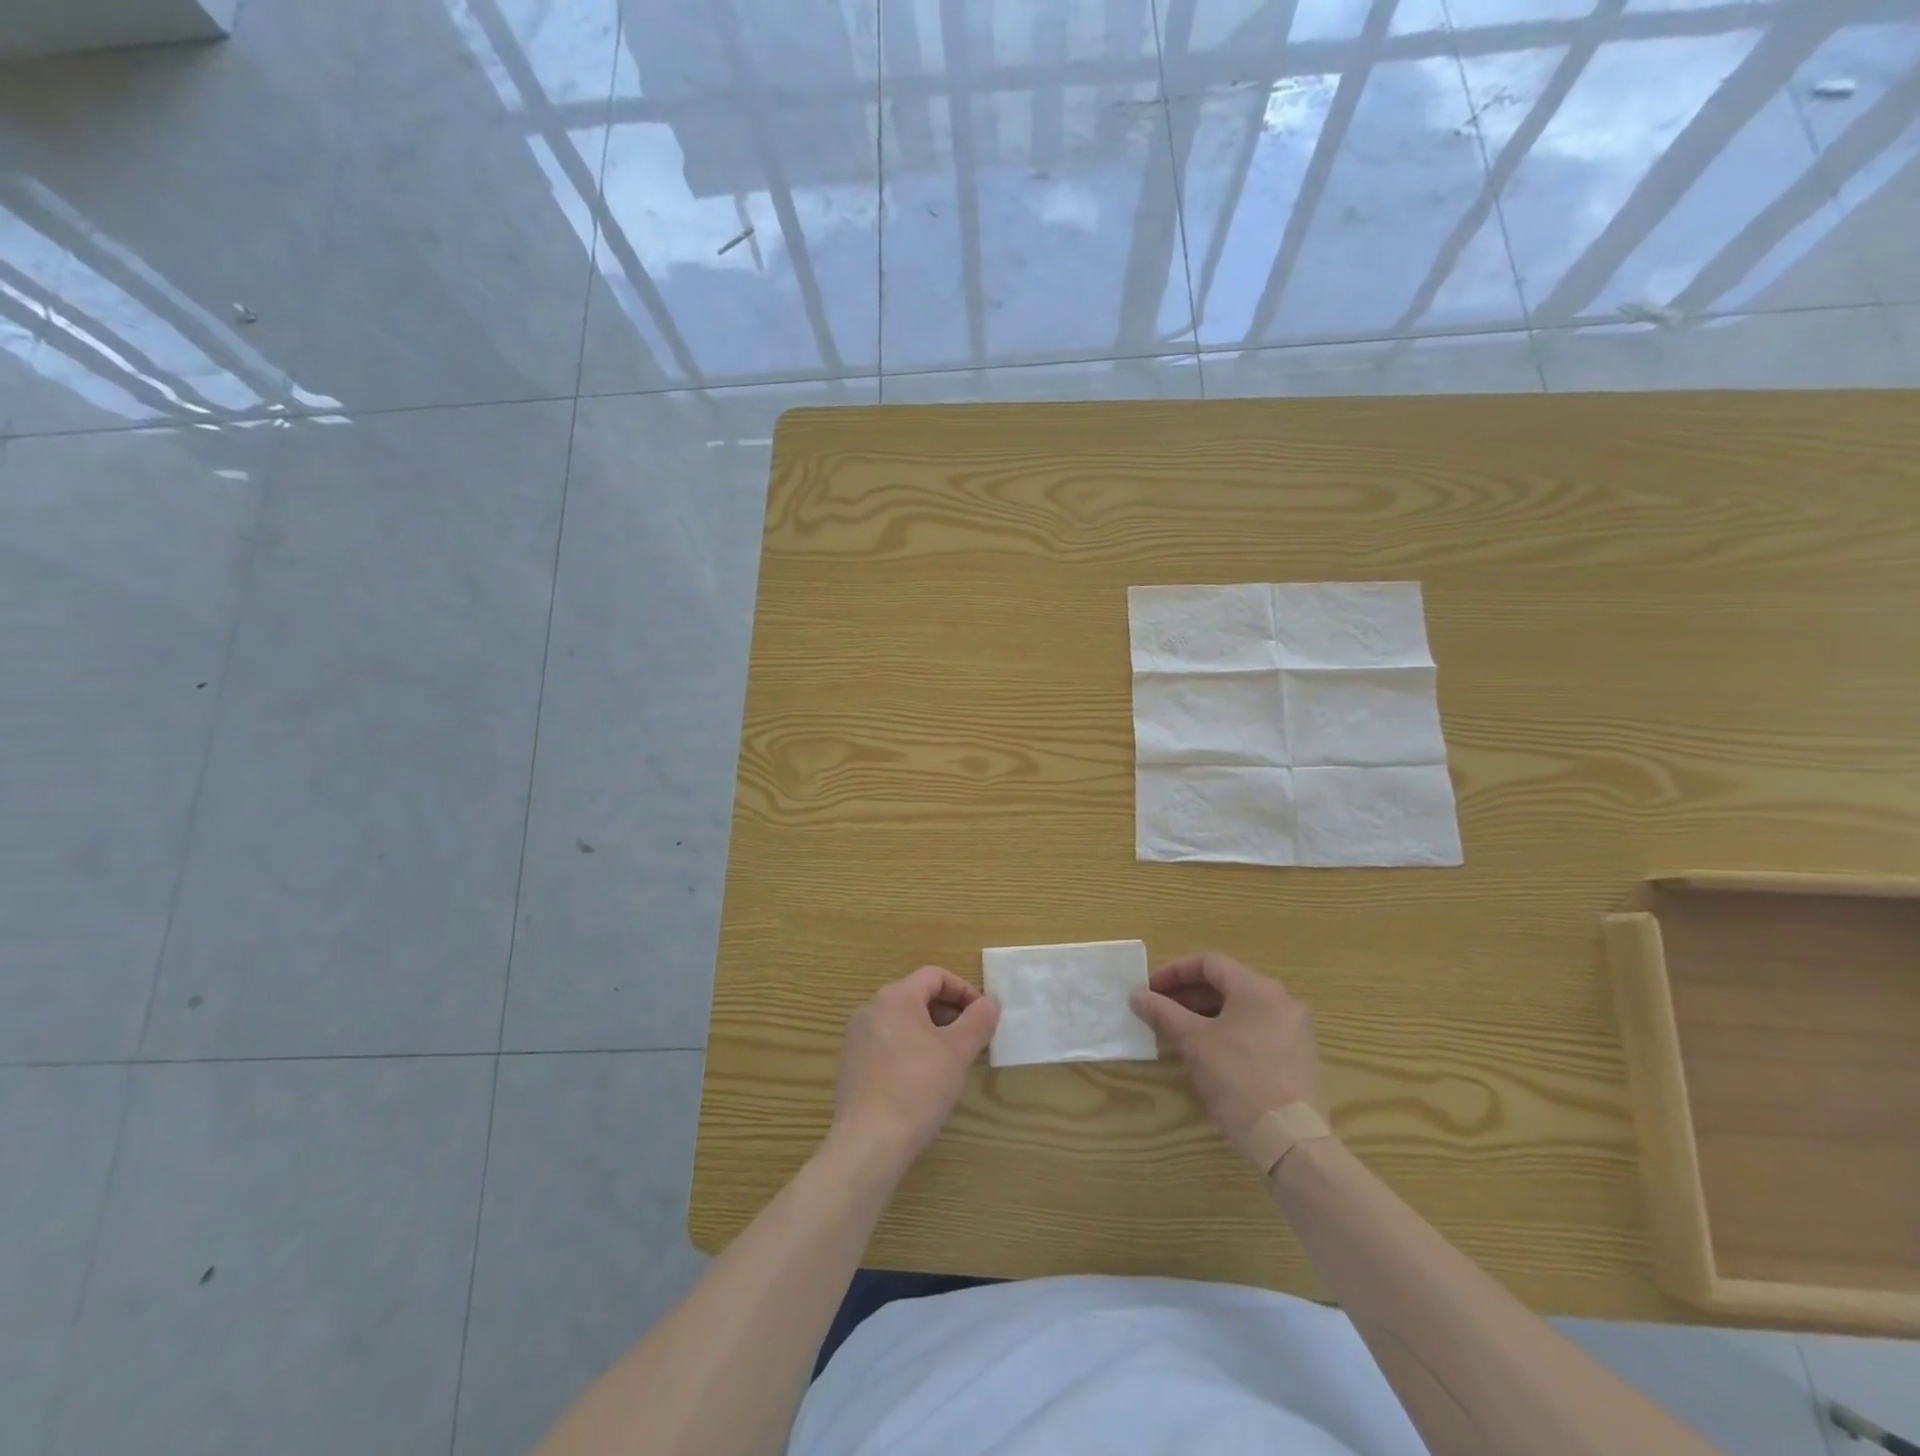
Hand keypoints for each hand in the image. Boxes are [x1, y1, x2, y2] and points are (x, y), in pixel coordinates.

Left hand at [832, 966, 999, 1168]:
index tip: (983, 1017)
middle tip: (970, 1041)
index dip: (964, 991)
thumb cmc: (918, 1088)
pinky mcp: (850, 1065)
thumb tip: (990, 1002)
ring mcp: (856, 1037)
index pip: (935, 976)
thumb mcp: (958, 1051)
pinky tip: (921, 1081)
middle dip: (949, 1014)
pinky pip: (886, 1044)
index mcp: (895, 997)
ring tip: (950, 1062)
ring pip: (902, 1021)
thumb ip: (978, 1020)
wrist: (869, 1142)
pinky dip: (909, 1050)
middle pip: (917, 996)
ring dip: (930, 1033)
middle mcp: (870, 1009)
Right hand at [1130, 953, 1326, 1153]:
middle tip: (1159, 1011)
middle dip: (1188, 994)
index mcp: (1257, 988)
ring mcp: (1296, 1030)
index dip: (1174, 971)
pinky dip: (1229, 1032)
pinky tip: (1210, 1055)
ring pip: (1242, 1009)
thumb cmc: (1239, 1080)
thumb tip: (1137, 995)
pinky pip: (1257, 1030)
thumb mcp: (1193, 1043)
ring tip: (1179, 1033)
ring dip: (1206, 1014)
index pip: (1209, 962)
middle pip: (1226, 984)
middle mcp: (1282, 1001)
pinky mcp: (1300, 1058)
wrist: (1292, 1142)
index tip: (1150, 989)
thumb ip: (1163, 1012)